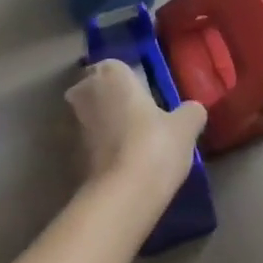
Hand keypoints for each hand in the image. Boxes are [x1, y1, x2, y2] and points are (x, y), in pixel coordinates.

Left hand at [66, 59, 205, 203]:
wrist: (122, 196)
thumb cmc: (154, 145)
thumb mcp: (185, 127)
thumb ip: (190, 112)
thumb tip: (194, 110)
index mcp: (111, 72)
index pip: (118, 67)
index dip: (130, 83)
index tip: (146, 99)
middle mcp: (85, 89)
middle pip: (98, 89)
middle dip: (112, 100)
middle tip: (138, 120)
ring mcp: (72, 122)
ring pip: (90, 116)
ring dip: (103, 126)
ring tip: (131, 146)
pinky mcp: (68, 154)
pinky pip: (86, 144)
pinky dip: (98, 150)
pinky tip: (119, 166)